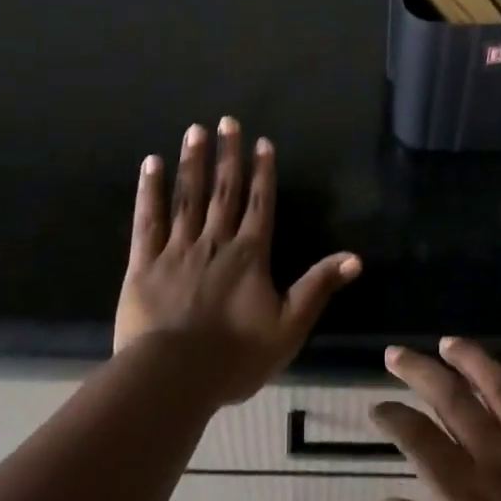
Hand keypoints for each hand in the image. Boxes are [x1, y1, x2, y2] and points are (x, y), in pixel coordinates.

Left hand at [114, 118, 360, 405]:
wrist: (173, 378)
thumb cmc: (234, 356)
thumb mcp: (288, 327)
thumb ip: (318, 287)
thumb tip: (355, 258)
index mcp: (249, 254)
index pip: (260, 204)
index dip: (263, 172)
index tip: (262, 142)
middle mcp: (215, 241)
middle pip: (224, 190)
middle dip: (227, 155)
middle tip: (226, 122)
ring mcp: (178, 249)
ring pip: (188, 197)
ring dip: (192, 162)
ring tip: (194, 131)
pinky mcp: (144, 262)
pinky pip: (148, 220)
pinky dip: (149, 190)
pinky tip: (151, 164)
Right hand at [370, 338, 500, 500]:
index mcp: (475, 497)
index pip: (421, 443)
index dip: (394, 419)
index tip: (377, 408)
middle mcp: (500, 455)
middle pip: (450, 397)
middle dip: (417, 370)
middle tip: (394, 355)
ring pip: (495, 379)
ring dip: (466, 356)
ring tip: (446, 343)